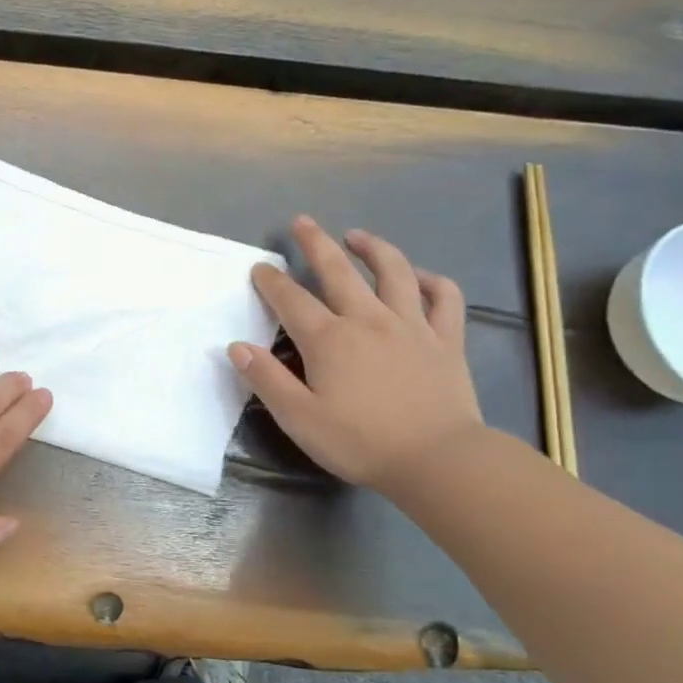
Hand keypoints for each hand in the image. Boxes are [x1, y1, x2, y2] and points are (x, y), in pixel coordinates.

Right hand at [229, 217, 481, 488]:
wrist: (438, 460)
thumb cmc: (360, 442)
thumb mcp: (299, 418)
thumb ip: (267, 379)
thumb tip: (237, 347)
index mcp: (328, 339)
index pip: (291, 299)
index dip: (271, 280)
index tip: (260, 267)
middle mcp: (367, 320)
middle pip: (337, 270)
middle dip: (315, 243)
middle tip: (302, 222)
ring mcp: (411, 325)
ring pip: (393, 271)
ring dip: (372, 248)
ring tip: (357, 236)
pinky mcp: (445, 339)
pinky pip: (443, 297)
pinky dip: (431, 280)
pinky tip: (419, 276)